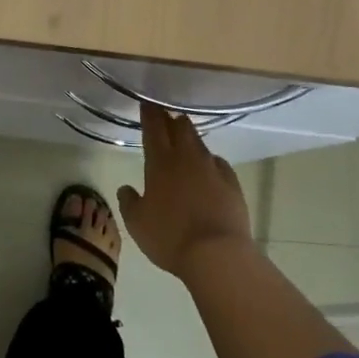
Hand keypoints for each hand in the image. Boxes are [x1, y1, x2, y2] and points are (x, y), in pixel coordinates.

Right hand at [117, 105, 255, 280]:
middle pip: (181, 127)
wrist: (217, 254)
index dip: (150, 114)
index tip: (147, 103)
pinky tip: (208, 168)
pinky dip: (209, 161)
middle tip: (165, 119)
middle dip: (172, 119)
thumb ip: (129, 202)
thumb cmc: (170, 237)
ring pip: (199, 143)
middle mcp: (187, 158)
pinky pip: (218, 163)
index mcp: (160, 163)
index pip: (154, 128)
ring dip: (190, 138)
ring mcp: (212, 168)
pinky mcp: (232, 182)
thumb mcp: (137, 224)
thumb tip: (126, 189)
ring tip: (184, 141)